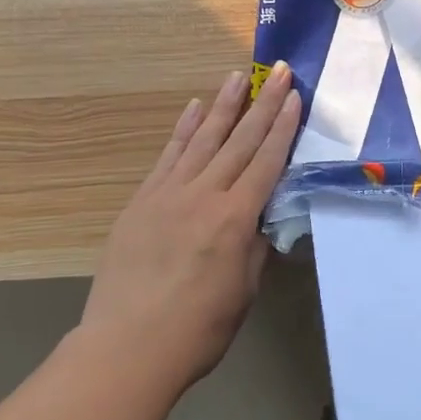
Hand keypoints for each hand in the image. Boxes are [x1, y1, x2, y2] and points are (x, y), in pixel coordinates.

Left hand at [80, 63, 300, 396]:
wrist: (126, 348)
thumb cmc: (197, 329)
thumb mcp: (244, 290)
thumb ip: (255, 247)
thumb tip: (263, 219)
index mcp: (235, 218)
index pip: (266, 161)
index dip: (283, 127)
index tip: (294, 96)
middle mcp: (204, 195)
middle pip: (240, 140)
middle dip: (263, 103)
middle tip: (279, 71)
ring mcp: (169, 193)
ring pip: (203, 138)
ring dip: (224, 104)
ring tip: (238, 76)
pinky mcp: (142, 200)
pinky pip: (168, 155)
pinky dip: (184, 129)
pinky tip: (194, 108)